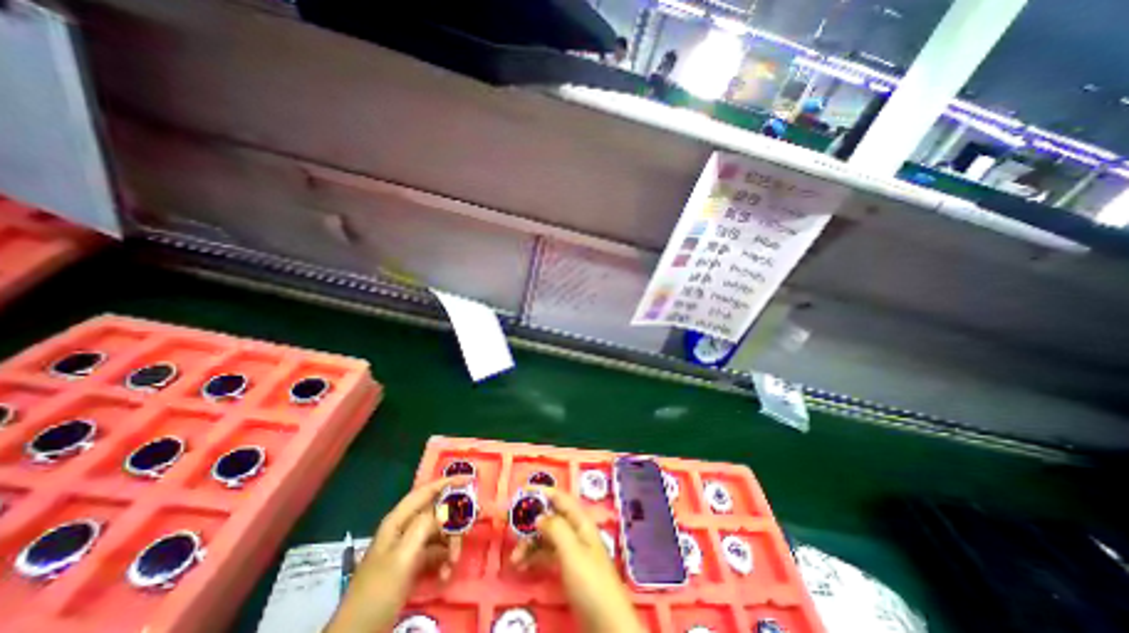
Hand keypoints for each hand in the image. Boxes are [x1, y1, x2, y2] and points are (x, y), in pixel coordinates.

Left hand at [325, 474, 469, 632]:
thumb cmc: (378, 591)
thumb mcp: (403, 556)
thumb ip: (424, 526)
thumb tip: (445, 508)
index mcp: (398, 521)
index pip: (426, 491)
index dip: (448, 483)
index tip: (470, 480)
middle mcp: (405, 529)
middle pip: (437, 513)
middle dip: (455, 520)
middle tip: (472, 525)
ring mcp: (409, 547)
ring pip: (439, 533)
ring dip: (451, 544)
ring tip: (454, 561)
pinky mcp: (413, 565)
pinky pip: (436, 553)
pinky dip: (444, 560)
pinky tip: (446, 573)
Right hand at [511, 489, 643, 632]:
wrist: (607, 624)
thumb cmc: (590, 582)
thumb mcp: (572, 552)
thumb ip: (556, 529)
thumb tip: (538, 515)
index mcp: (580, 521)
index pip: (559, 498)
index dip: (542, 492)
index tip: (521, 491)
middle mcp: (576, 531)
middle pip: (551, 517)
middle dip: (531, 520)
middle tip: (509, 525)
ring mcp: (572, 550)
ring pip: (547, 537)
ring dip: (530, 543)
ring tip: (514, 559)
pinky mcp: (568, 568)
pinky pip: (548, 555)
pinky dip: (535, 557)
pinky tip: (522, 566)